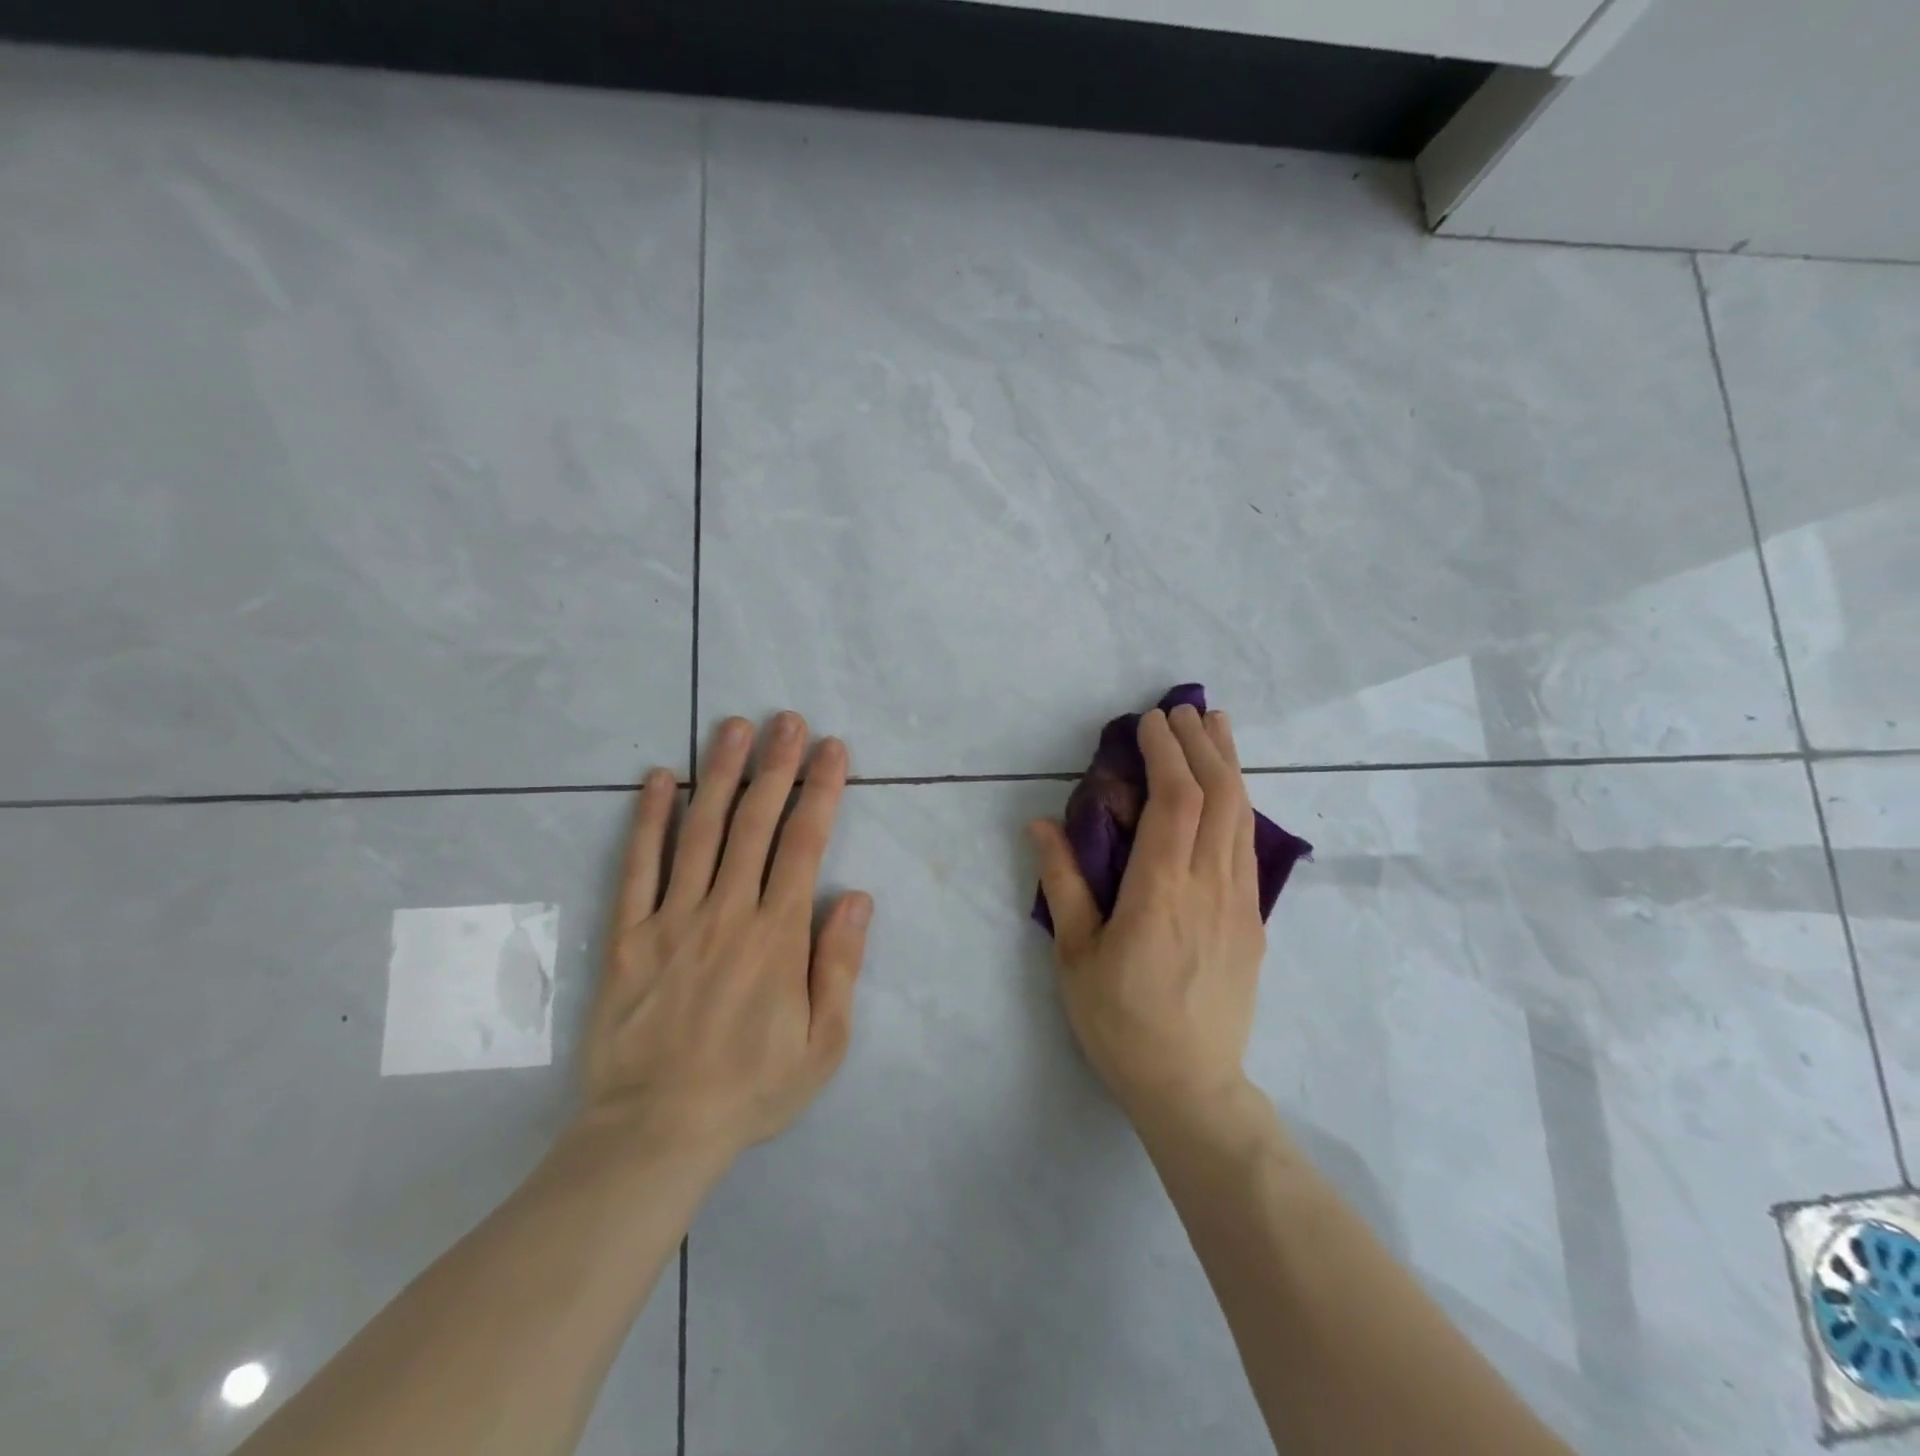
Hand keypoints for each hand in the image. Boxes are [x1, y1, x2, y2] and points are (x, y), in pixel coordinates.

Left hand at [580, 712, 872, 1166]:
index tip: (832, 749)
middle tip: (788, 719)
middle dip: (776, 766)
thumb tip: (857, 898)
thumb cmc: (750, 1088)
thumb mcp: (824, 1044)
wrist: (654, 1132)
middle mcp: (727, 911)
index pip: (805, 844)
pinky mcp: (628, 934)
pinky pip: (638, 866)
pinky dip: (648, 819)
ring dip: (721, 774)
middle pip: (755, 823)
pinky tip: (660, 780)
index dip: (821, 790)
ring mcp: (672, 918)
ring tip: (734, 727)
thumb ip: (840, 966)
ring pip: (701, 831)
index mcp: (777, 935)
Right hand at [1030, 705, 1265, 1126]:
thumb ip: (1063, 883)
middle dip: (1202, 744)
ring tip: (1215, 727)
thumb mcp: (1075, 955)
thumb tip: (1040, 823)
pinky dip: (1238, 802)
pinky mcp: (1253, 921)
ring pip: (1243, 815)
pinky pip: (1248, 845)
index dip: (1167, 753)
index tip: (1150, 721)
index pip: (1176, 801)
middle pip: (1221, 796)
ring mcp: (1240, 903)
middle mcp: (1210, 887)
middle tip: (1183, 710)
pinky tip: (1228, 789)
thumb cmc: (1120, 1021)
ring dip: (1229, 764)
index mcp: (1161, 892)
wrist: (1190, 1085)